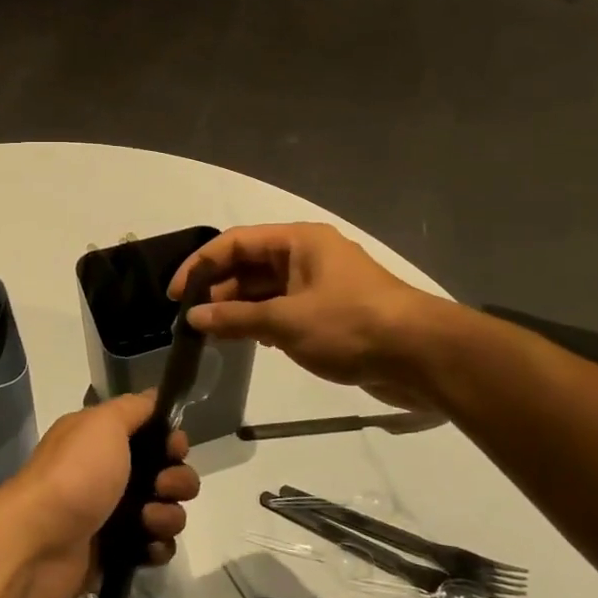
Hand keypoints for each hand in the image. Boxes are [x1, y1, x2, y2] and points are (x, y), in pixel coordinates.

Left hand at [0, 393, 199, 597]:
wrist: (38, 543)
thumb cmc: (75, 474)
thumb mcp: (103, 423)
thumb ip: (133, 408)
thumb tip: (155, 396)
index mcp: (102, 440)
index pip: (152, 434)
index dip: (172, 440)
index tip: (175, 448)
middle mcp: (109, 474)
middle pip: (166, 473)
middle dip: (177, 480)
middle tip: (162, 487)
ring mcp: (113, 515)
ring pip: (165, 511)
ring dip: (168, 516)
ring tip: (148, 521)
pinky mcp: (116, 554)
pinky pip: (154, 547)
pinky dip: (156, 546)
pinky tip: (147, 546)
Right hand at [170, 223, 442, 409]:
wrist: (422, 356)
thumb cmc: (349, 325)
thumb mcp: (286, 321)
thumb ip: (236, 319)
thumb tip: (194, 319)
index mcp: (298, 241)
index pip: (235, 242)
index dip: (200, 264)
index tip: (176, 294)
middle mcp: (307, 256)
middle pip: (250, 264)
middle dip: (219, 289)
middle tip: (191, 319)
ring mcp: (320, 285)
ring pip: (266, 290)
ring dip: (239, 308)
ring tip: (211, 334)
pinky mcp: (330, 313)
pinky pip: (284, 310)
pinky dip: (262, 322)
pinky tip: (246, 341)